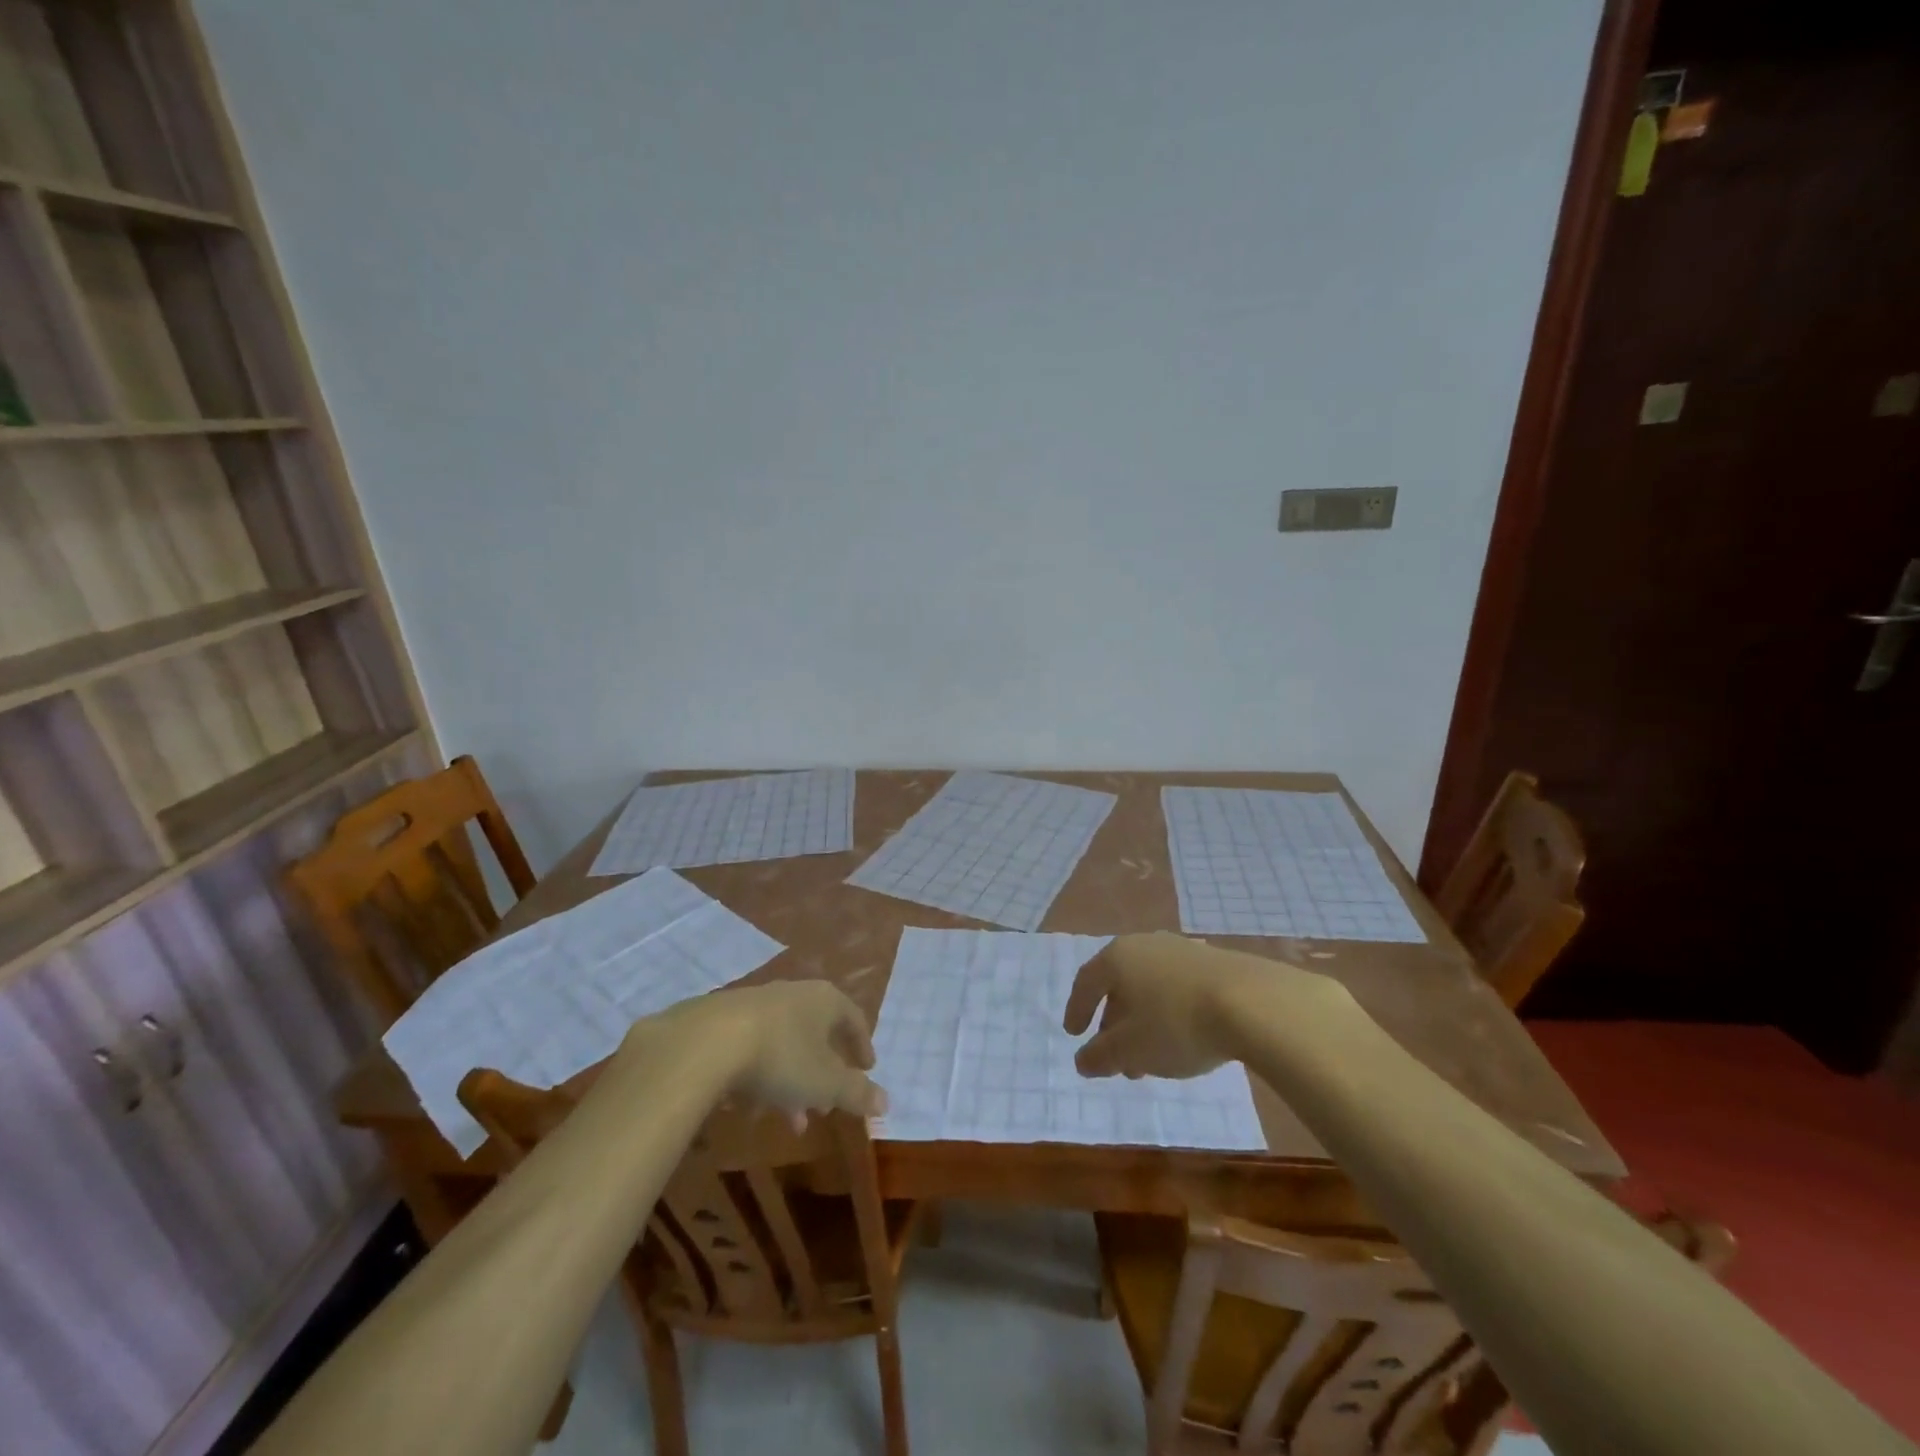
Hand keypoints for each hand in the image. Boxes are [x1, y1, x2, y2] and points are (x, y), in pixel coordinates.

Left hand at [629, 981, 886, 1120]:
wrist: (705, 1041)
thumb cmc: (780, 1057)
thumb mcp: (826, 1083)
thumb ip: (857, 1093)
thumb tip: (887, 1102)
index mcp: (824, 1000)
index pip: (853, 1017)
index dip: (862, 1045)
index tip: (867, 1069)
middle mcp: (792, 993)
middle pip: (816, 1032)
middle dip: (823, 1073)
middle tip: (825, 1106)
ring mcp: (755, 1003)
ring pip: (784, 1044)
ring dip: (791, 1082)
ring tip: (789, 1120)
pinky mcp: (721, 1018)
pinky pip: (752, 1048)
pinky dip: (760, 1076)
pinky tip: (749, 1107)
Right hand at [1063, 932, 1333, 1079]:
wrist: (1253, 1003)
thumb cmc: (1177, 1024)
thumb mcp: (1131, 1050)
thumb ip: (1100, 1056)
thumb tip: (1082, 1061)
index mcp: (1118, 957)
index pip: (1086, 981)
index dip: (1077, 1009)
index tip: (1074, 1034)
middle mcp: (1146, 945)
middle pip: (1120, 984)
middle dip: (1115, 1023)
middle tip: (1116, 1058)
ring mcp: (1183, 950)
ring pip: (1151, 987)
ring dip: (1144, 1022)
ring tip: (1151, 1059)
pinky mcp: (1216, 962)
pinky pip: (1179, 988)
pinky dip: (1171, 1013)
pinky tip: (1185, 1039)